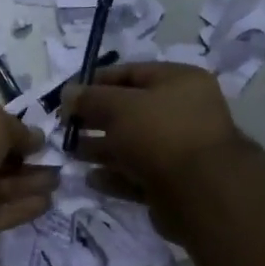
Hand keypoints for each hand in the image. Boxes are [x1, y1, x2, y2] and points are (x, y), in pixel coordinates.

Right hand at [59, 63, 248, 219]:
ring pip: (131, 146)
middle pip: (130, 111)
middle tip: (64, 127)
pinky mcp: (171, 184)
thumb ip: (91, 99)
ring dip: (100, 148)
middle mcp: (182, 113)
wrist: (200, 192)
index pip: (132, 73)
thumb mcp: (120, 107)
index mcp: (179, 82)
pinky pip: (136, 176)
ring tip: (70, 153)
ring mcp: (178, 151)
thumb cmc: (160, 134)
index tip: (67, 95)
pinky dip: (114, 177)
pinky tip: (90, 178)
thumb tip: (68, 93)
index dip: (97, 81)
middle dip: (96, 118)